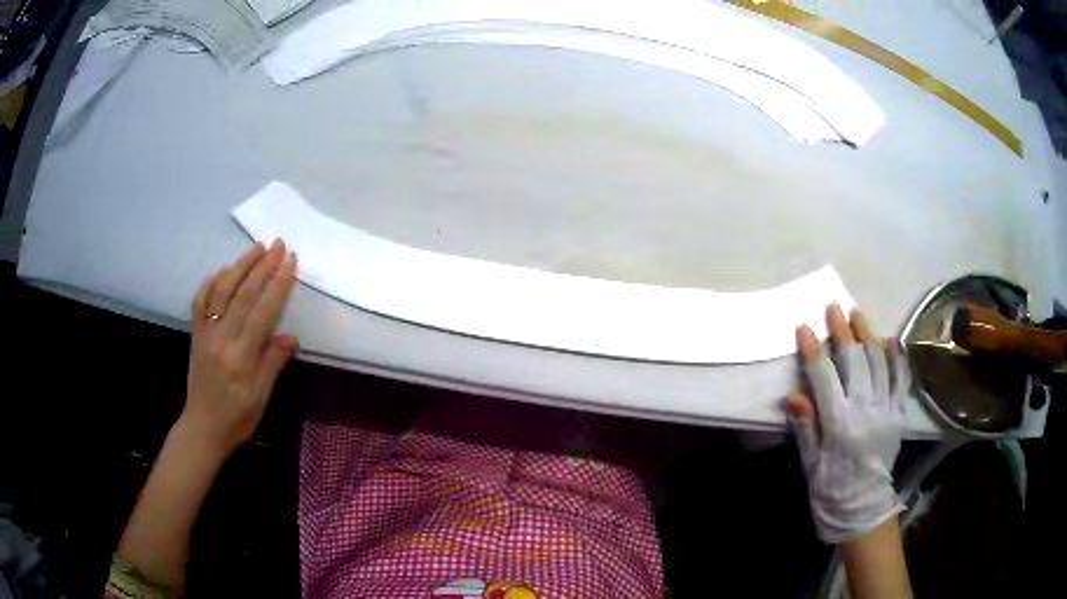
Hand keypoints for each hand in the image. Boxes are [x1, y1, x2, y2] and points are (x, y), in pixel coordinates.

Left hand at [183, 240, 298, 456]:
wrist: (203, 428)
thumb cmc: (237, 418)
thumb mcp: (261, 398)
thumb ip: (273, 364)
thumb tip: (290, 337)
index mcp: (240, 357)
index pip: (262, 312)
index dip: (278, 285)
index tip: (291, 262)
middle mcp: (221, 339)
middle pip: (242, 294)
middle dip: (263, 266)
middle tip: (279, 244)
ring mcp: (205, 334)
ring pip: (222, 291)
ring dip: (240, 266)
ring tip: (257, 248)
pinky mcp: (196, 334)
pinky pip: (201, 301)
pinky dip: (211, 281)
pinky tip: (224, 269)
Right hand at [787, 304, 908, 542]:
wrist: (863, 508)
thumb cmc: (830, 488)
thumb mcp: (810, 464)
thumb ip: (805, 428)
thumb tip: (794, 394)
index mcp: (838, 425)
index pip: (824, 377)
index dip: (813, 350)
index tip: (804, 327)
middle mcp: (865, 411)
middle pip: (855, 361)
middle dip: (842, 331)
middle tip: (833, 308)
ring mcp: (886, 410)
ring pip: (879, 362)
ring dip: (868, 334)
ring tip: (857, 314)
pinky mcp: (899, 414)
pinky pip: (901, 379)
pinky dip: (896, 357)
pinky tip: (890, 339)